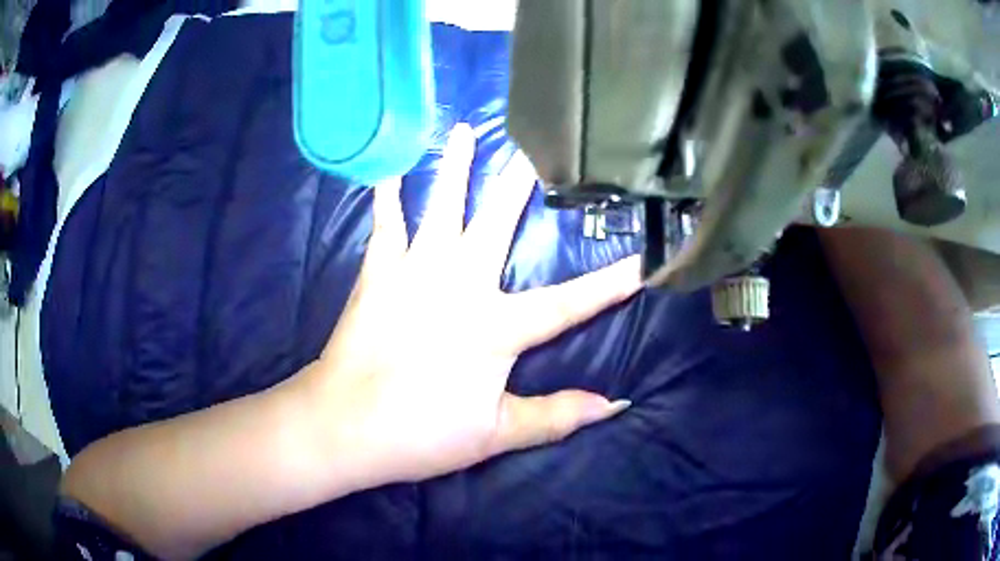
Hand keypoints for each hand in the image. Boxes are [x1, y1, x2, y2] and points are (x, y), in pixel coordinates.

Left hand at [305, 125, 641, 485]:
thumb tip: (616, 406)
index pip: (568, 303)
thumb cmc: (421, 432)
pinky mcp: (377, 272)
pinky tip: (388, 169)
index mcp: (495, 326)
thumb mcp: (497, 433)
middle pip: (498, 222)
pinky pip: (385, 224)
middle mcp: (459, 283)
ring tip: (464, 129)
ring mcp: (414, 270)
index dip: (609, 283)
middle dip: (522, 182)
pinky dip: (387, 195)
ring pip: (441, 205)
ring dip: (455, 166)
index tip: (641, 256)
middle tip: (539, 143)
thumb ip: (557, 415)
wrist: (344, 424)